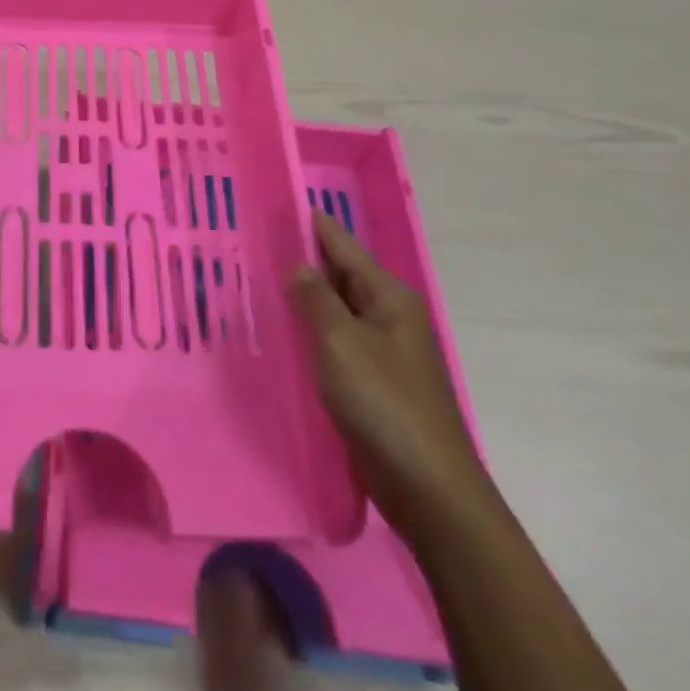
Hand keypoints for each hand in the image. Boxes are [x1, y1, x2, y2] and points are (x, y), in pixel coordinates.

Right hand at [288, 213, 490, 542]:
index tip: (286, 202)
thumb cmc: (384, 403)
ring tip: (264, 279)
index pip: (345, 247)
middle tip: (261, 240)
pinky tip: (287, 332)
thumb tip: (300, 266)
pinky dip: (312, 332)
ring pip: (338, 311)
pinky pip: (337, 343)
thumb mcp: (342, 342)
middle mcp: (390, 318)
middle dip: (306, 259)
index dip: (315, 226)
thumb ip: (316, 300)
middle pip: (343, 276)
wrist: (428, 488)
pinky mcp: (374, 383)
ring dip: (307, 297)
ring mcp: (384, 352)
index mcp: (390, 299)